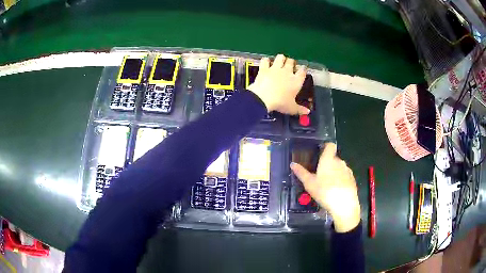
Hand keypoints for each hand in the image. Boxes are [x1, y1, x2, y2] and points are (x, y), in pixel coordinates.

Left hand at [248, 54, 309, 114]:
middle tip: (290, 66)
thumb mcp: (292, 108)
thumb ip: (300, 109)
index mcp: (296, 80)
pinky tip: (266, 62)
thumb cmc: (280, 103)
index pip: (303, 71)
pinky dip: (266, 60)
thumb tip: (308, 112)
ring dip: (281, 58)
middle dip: (291, 62)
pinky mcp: (264, 68)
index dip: (303, 69)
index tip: (303, 69)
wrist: (263, 97)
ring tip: (280, 61)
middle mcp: (287, 72)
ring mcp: (275, 68)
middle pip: (291, 62)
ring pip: (280, 57)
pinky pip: (265, 60)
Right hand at [290, 143, 360, 232]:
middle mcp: (339, 162)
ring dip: (334, 172)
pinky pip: (344, 175)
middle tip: (319, 174)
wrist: (344, 204)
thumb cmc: (324, 191)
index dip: (326, 147)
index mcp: (328, 159)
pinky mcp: (352, 179)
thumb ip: (301, 173)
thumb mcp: (309, 183)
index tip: (320, 153)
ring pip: (339, 167)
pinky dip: (340, 179)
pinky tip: (335, 190)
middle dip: (327, 163)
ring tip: (327, 184)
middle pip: (333, 158)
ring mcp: (347, 170)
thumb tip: (292, 164)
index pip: (330, 145)